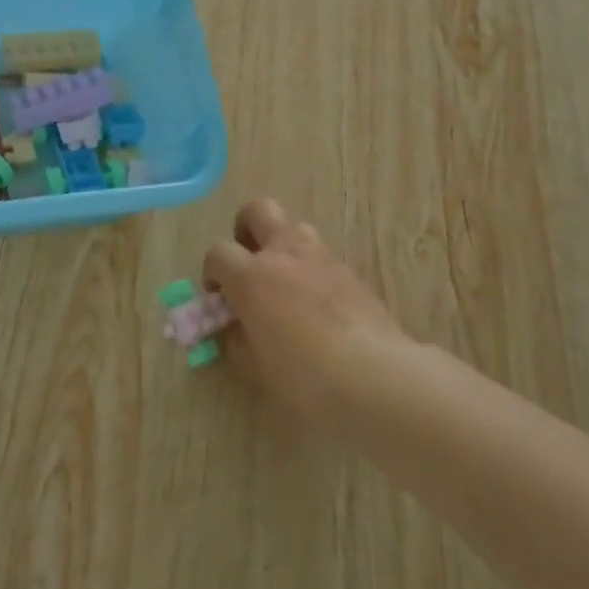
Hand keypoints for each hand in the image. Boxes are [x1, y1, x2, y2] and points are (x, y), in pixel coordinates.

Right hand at [203, 199, 415, 419]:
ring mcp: (321, 258)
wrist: (375, 377)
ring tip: (286, 283)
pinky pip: (323, 257)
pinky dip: (313, 271)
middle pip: (258, 210)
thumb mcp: (256, 367)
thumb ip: (237, 340)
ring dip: (284, 246)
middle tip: (249, 261)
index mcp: (250, 276)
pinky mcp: (351, 272)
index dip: (212, 272)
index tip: (219, 296)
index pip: (217, 253)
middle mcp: (283, 254)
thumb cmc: (304, 376)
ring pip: (296, 228)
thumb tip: (233, 329)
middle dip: (246, 229)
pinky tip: (318, 305)